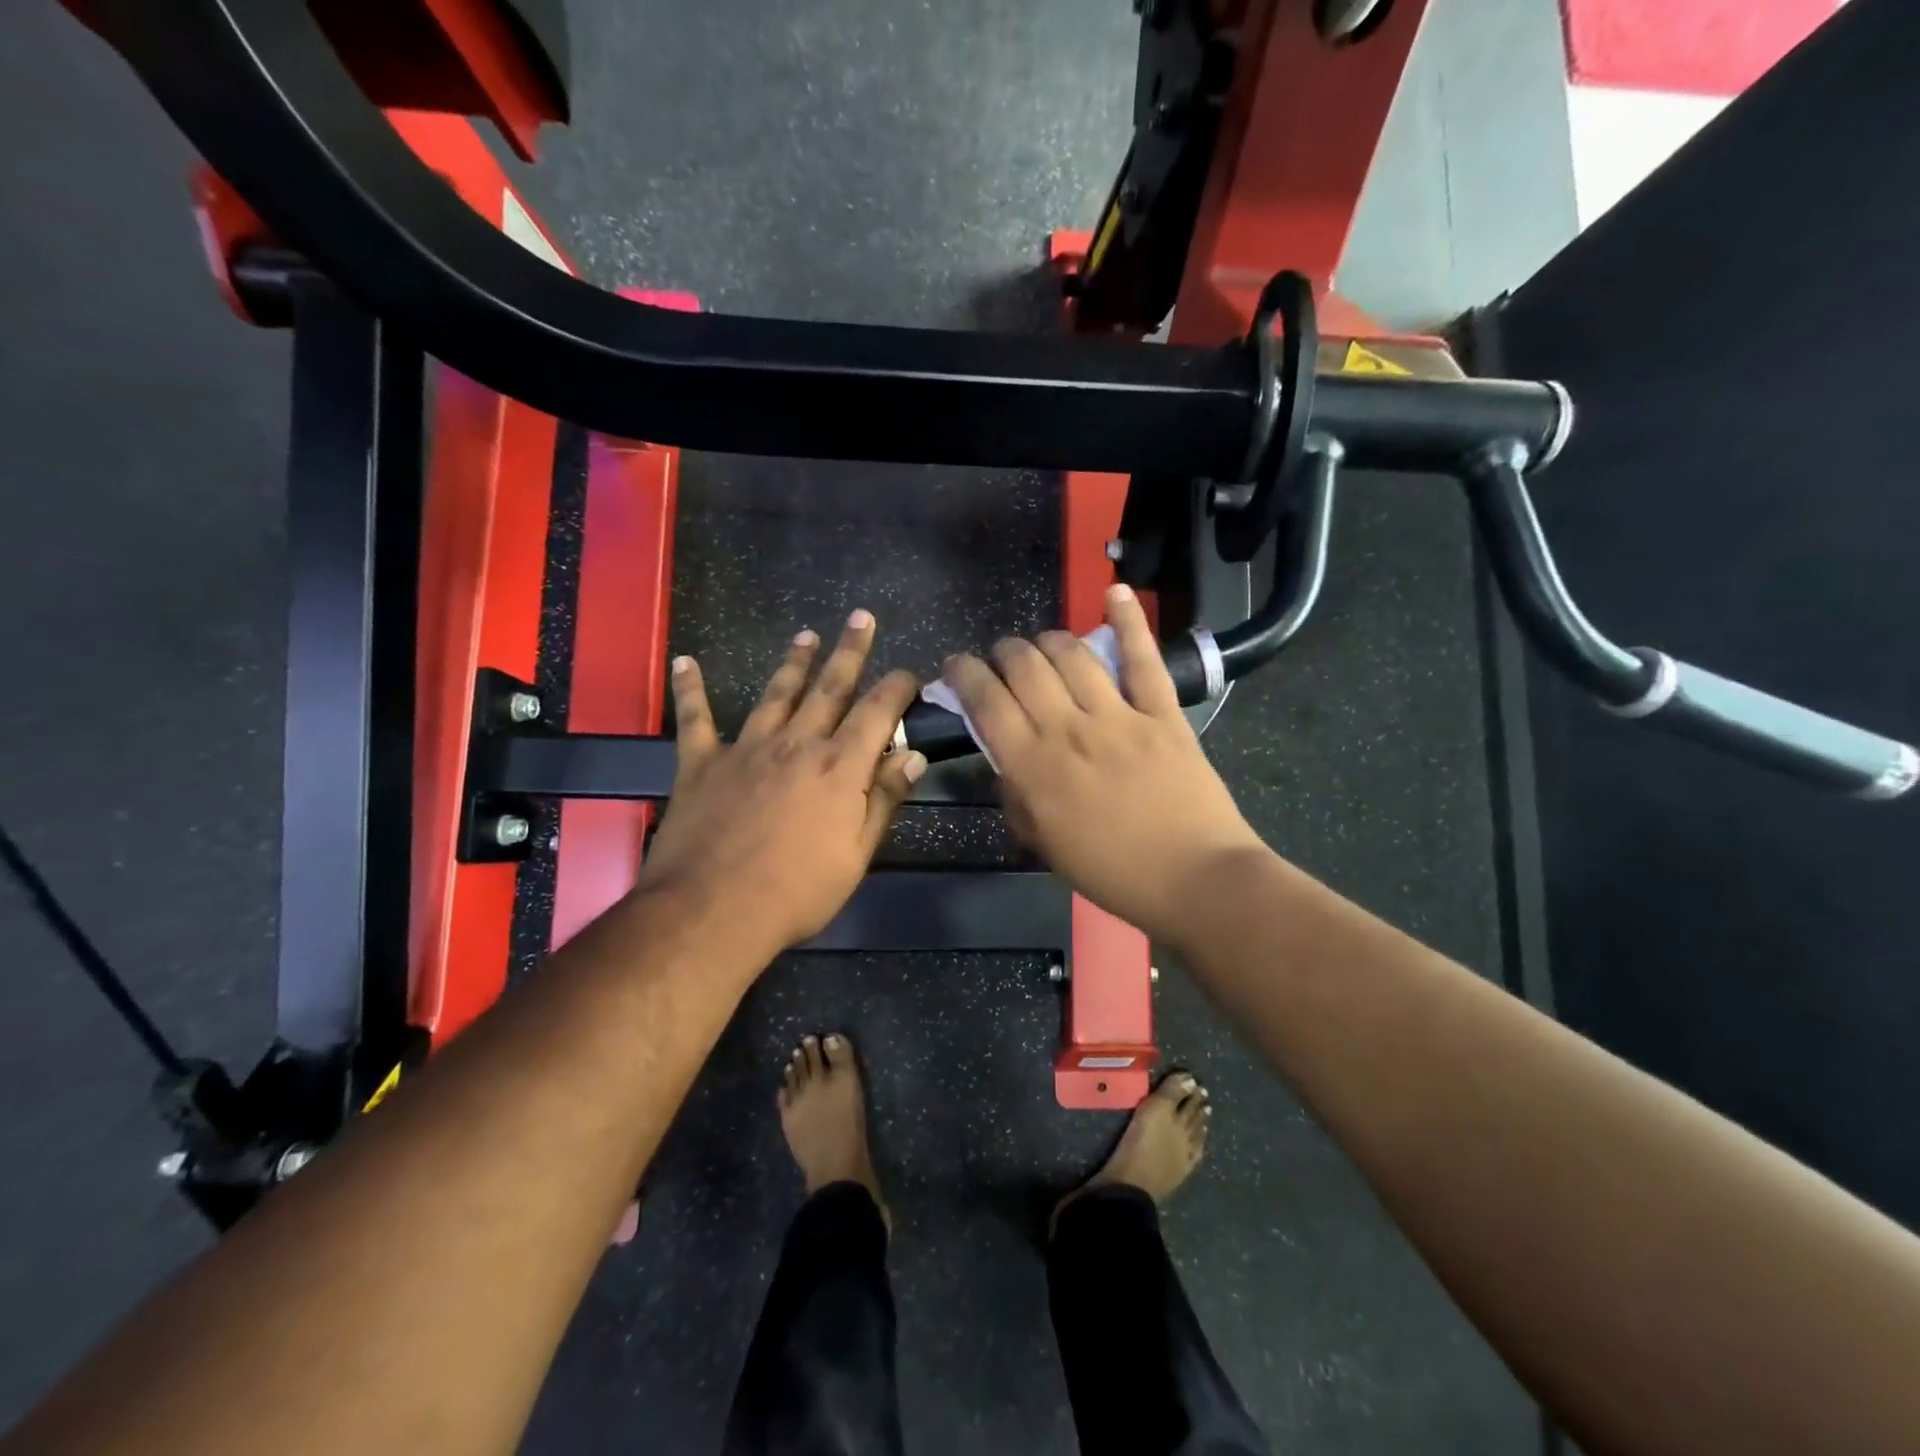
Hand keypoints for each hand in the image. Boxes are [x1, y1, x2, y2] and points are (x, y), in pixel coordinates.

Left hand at [635, 611, 924, 961]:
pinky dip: (690, 689)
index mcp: (840, 768)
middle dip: (849, 651)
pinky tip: (685, 661)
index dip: (897, 687)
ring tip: (807, 636)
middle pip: (829, 687)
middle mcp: (797, 744)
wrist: (712, 912)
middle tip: (860, 617)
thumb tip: (913, 756)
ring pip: (776, 694)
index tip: (909, 672)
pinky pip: (695, 719)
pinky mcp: (702, 763)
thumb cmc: (797, 892)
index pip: (878, 712)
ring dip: (793, 662)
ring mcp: (746, 749)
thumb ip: (884, 800)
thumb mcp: (857, 854)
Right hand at [942, 585, 1266, 950]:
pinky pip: (1143, 658)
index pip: (985, 702)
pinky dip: (1128, 621)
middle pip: (1024, 666)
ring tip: (1042, 645)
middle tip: (1002, 660)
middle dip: (1003, 652)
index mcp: (1033, 767)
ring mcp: (1119, 716)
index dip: (964, 674)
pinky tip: (1114, 592)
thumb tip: (1007, 763)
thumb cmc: (1113, 873)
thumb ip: (1017, 799)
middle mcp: (1068, 730)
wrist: (1194, 879)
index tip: (957, 667)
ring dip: (1048, 640)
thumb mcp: (1044, 846)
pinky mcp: (1162, 713)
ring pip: (1072, 654)